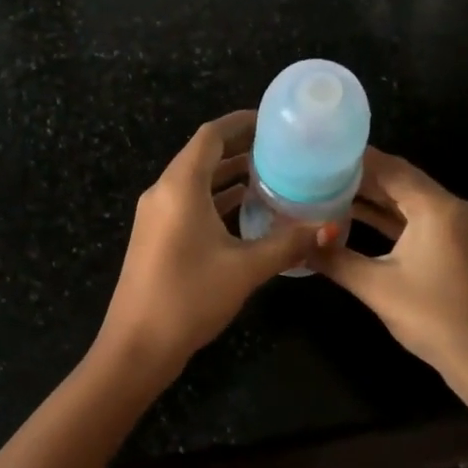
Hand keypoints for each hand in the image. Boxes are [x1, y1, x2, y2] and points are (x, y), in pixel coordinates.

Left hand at [96, 111, 324, 379]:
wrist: (137, 346)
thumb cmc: (190, 297)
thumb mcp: (245, 268)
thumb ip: (288, 243)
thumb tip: (329, 227)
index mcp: (179, 187)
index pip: (210, 136)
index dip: (240, 122)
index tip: (273, 121)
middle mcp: (163, 192)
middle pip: (202, 155)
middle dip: (240, 148)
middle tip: (282, 149)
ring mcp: (156, 215)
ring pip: (196, 181)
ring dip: (229, 176)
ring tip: (272, 175)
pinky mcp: (156, 237)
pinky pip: (189, 203)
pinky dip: (216, 199)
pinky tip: (247, 212)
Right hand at [311, 148, 467, 388]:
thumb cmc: (433, 318)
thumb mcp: (376, 287)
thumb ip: (335, 259)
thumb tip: (298, 243)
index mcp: (435, 207)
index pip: (389, 168)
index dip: (353, 158)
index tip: (318, 151)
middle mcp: (449, 207)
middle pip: (398, 179)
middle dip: (359, 175)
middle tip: (315, 169)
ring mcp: (453, 226)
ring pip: (405, 199)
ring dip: (371, 196)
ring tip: (326, 188)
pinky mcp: (451, 245)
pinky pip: (414, 218)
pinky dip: (386, 216)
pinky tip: (353, 216)